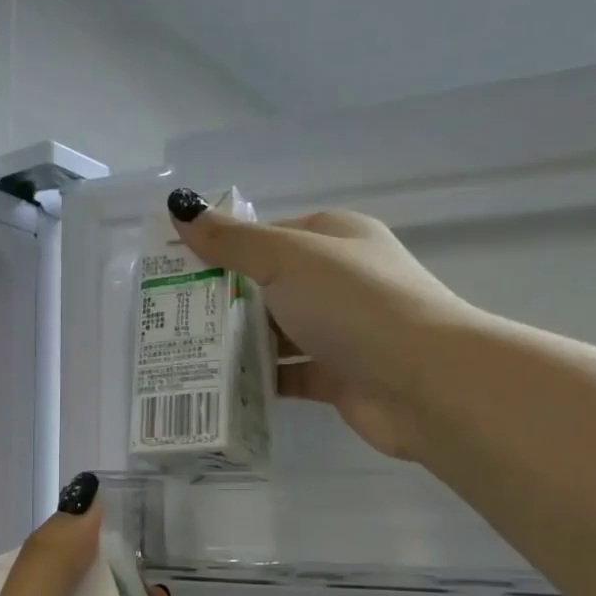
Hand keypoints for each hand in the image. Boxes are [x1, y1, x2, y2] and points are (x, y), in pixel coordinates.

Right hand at [167, 191, 471, 461]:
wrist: (425, 383)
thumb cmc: (355, 304)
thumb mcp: (287, 259)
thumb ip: (233, 241)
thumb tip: (181, 208)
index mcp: (334, 238)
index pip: (268, 237)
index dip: (224, 250)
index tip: (178, 271)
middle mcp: (339, 281)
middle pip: (269, 287)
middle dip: (224, 302)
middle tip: (170, 319)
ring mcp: (341, 332)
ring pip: (277, 334)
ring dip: (238, 344)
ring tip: (183, 355)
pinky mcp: (339, 377)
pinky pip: (289, 374)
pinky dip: (259, 380)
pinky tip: (220, 387)